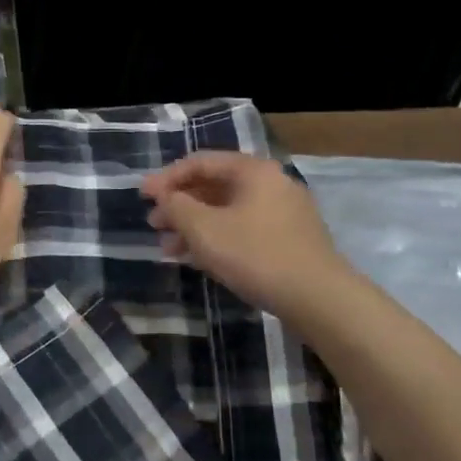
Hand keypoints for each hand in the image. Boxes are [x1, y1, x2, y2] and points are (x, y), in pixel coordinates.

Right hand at [143, 151, 350, 318]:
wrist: (318, 298)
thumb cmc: (256, 255)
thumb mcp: (205, 230)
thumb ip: (178, 207)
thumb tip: (165, 197)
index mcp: (253, 171)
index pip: (201, 162)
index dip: (166, 178)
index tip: (142, 196)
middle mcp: (271, 184)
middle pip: (215, 186)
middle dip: (180, 205)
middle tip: (154, 224)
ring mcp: (284, 213)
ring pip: (228, 211)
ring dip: (195, 226)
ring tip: (168, 248)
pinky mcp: (289, 240)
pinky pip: (243, 229)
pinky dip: (217, 238)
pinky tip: (198, 260)